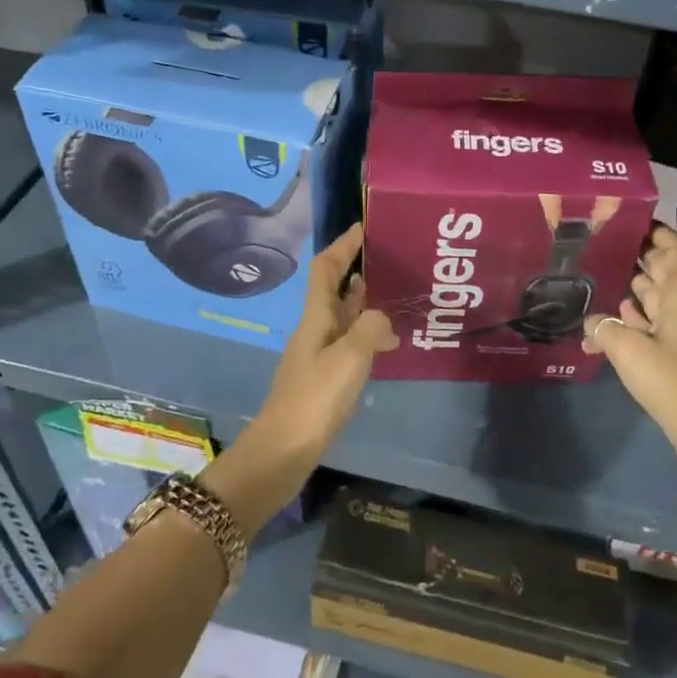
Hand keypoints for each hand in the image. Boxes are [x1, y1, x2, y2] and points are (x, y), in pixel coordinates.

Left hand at [255, 224, 397, 454]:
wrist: (283, 451)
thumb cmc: (314, 399)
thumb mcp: (349, 359)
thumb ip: (370, 329)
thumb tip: (383, 319)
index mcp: (315, 318)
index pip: (326, 269)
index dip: (343, 245)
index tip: (363, 227)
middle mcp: (315, 329)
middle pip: (333, 288)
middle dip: (355, 267)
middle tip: (388, 256)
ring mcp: (318, 354)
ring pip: (342, 315)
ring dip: (363, 299)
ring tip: (393, 290)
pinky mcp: (325, 377)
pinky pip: (349, 340)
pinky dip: (367, 332)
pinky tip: (386, 341)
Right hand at [584, 225, 676, 456]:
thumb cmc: (667, 376)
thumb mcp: (627, 348)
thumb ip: (603, 328)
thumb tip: (590, 321)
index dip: (660, 233)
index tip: (633, 222)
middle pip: (663, 271)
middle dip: (639, 256)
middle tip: (606, 246)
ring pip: (654, 298)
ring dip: (631, 287)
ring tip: (599, 277)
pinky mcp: (670, 352)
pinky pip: (648, 324)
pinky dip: (629, 318)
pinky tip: (604, 321)